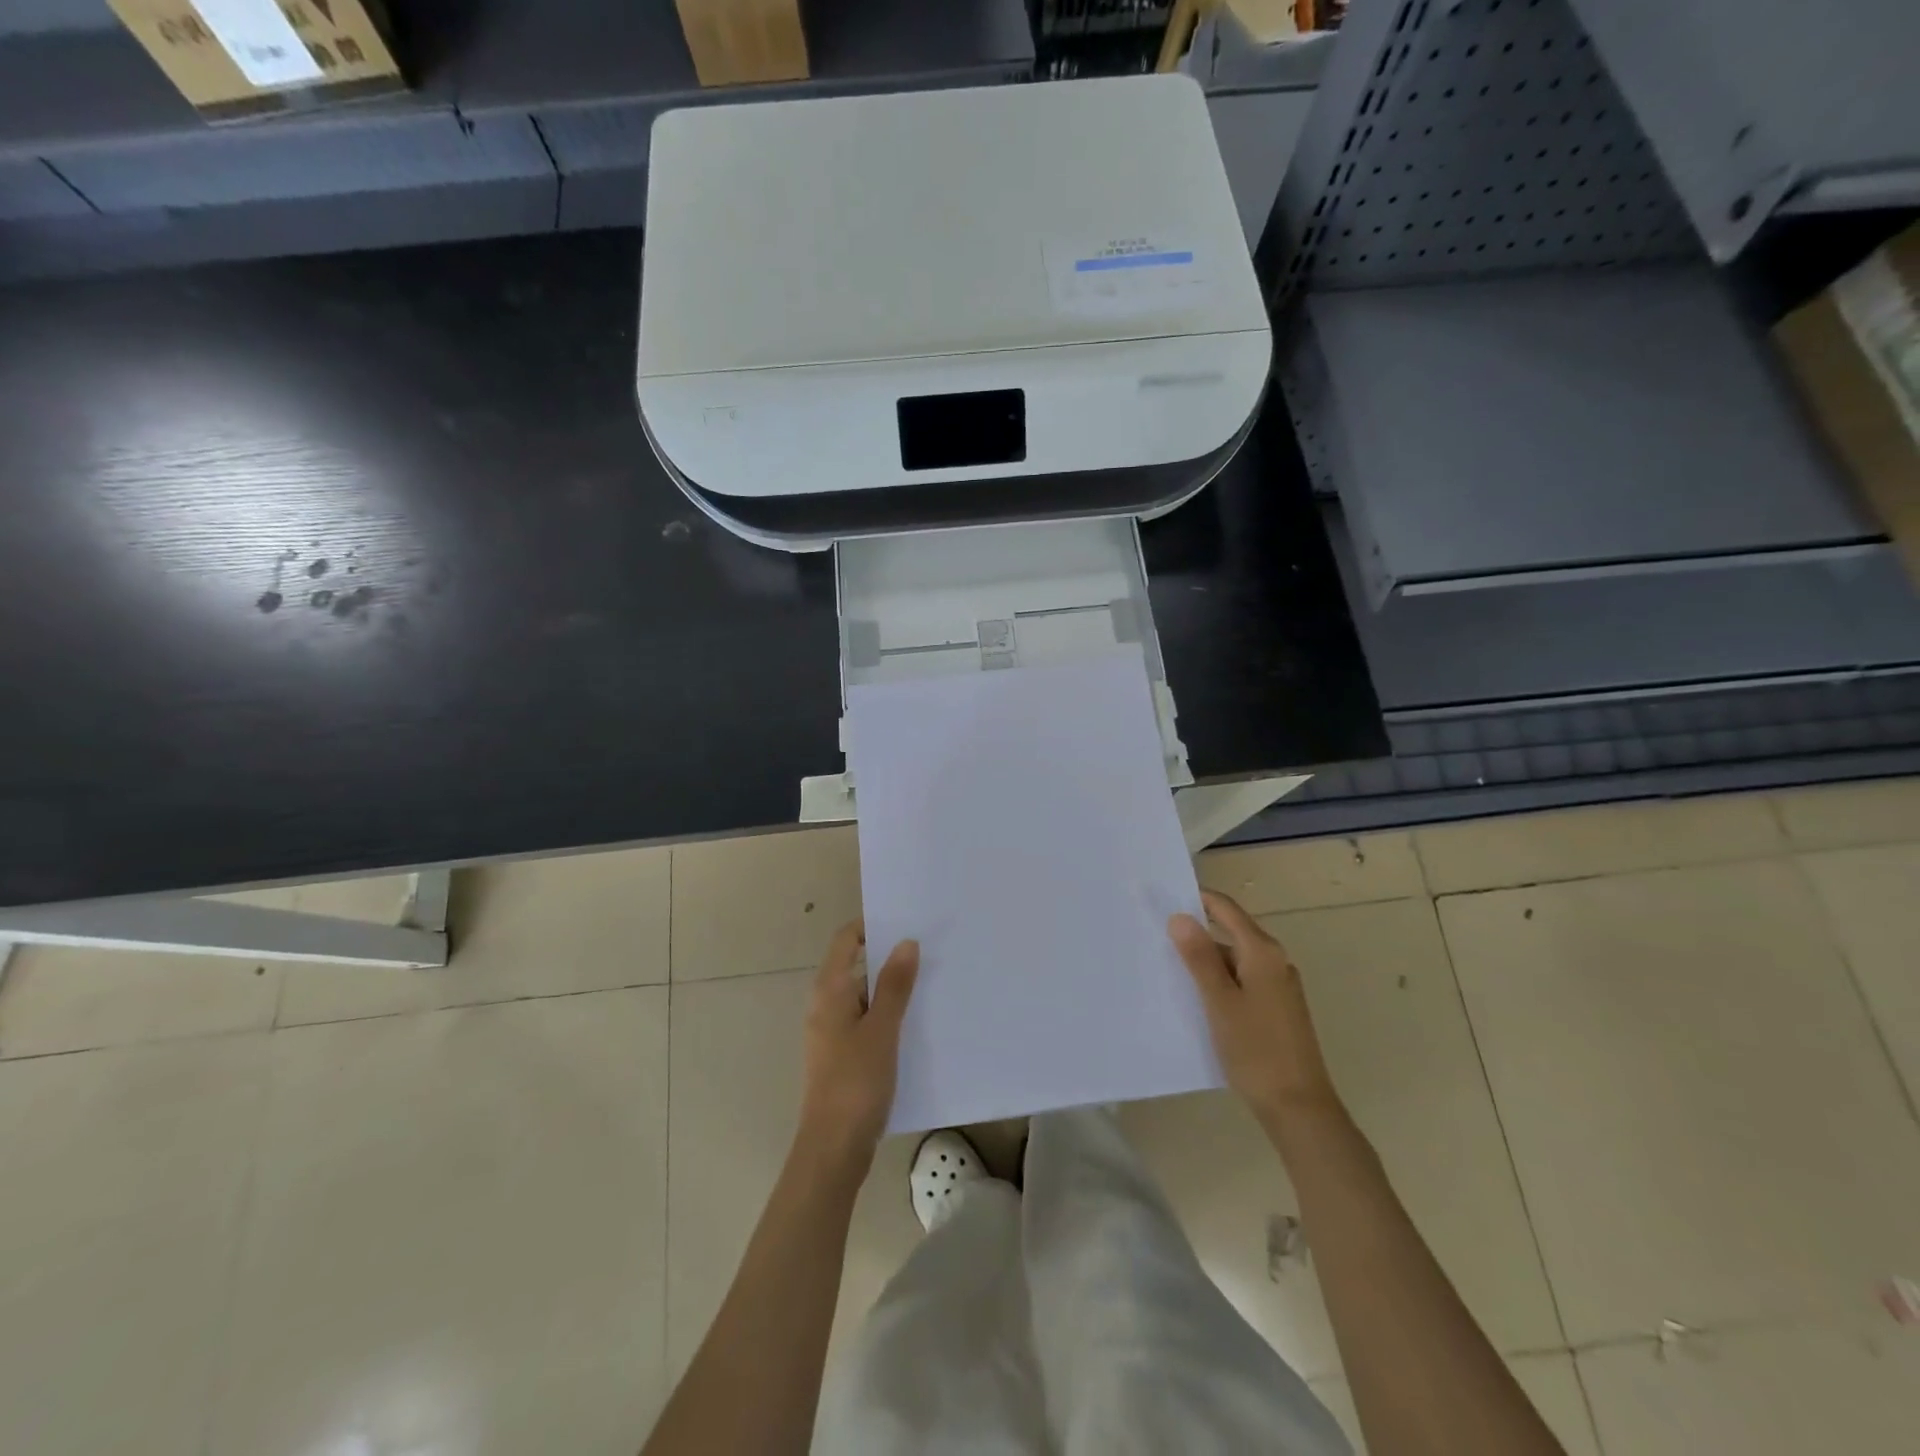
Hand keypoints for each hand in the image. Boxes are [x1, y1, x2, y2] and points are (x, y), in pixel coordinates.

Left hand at [795, 921, 918, 1177]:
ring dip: (893, 988)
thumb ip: (894, 985)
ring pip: (866, 995)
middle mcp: (826, 1004)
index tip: (907, 920)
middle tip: (931, 949)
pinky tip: (919, 1022)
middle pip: (857, 965)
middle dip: (890, 956)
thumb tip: (906, 942)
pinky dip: (890, 1014)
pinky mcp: (844, 1054)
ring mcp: (834, 1031)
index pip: (846, 939)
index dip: (872, 925)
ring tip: (934, 982)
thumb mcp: (882, 1029)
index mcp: (829, 990)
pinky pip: (868, 1020)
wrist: (834, 1148)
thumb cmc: (855, 1082)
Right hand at [1169, 890, 1339, 1128]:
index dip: (1196, 898)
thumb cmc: (1256, 1050)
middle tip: (1155, 934)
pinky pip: (1241, 980)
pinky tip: (1195, 997)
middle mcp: (1274, 961)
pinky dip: (1218, 981)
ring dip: (1204, 960)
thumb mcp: (1220, 1001)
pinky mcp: (1276, 1008)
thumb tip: (1180, 916)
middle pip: (1230, 932)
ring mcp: (1278, 986)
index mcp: (1263, 952)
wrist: (1300, 1108)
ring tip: (1166, 966)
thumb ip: (1200, 957)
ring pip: (1234, 959)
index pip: (1226, 909)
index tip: (1162, 897)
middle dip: (1195, 931)